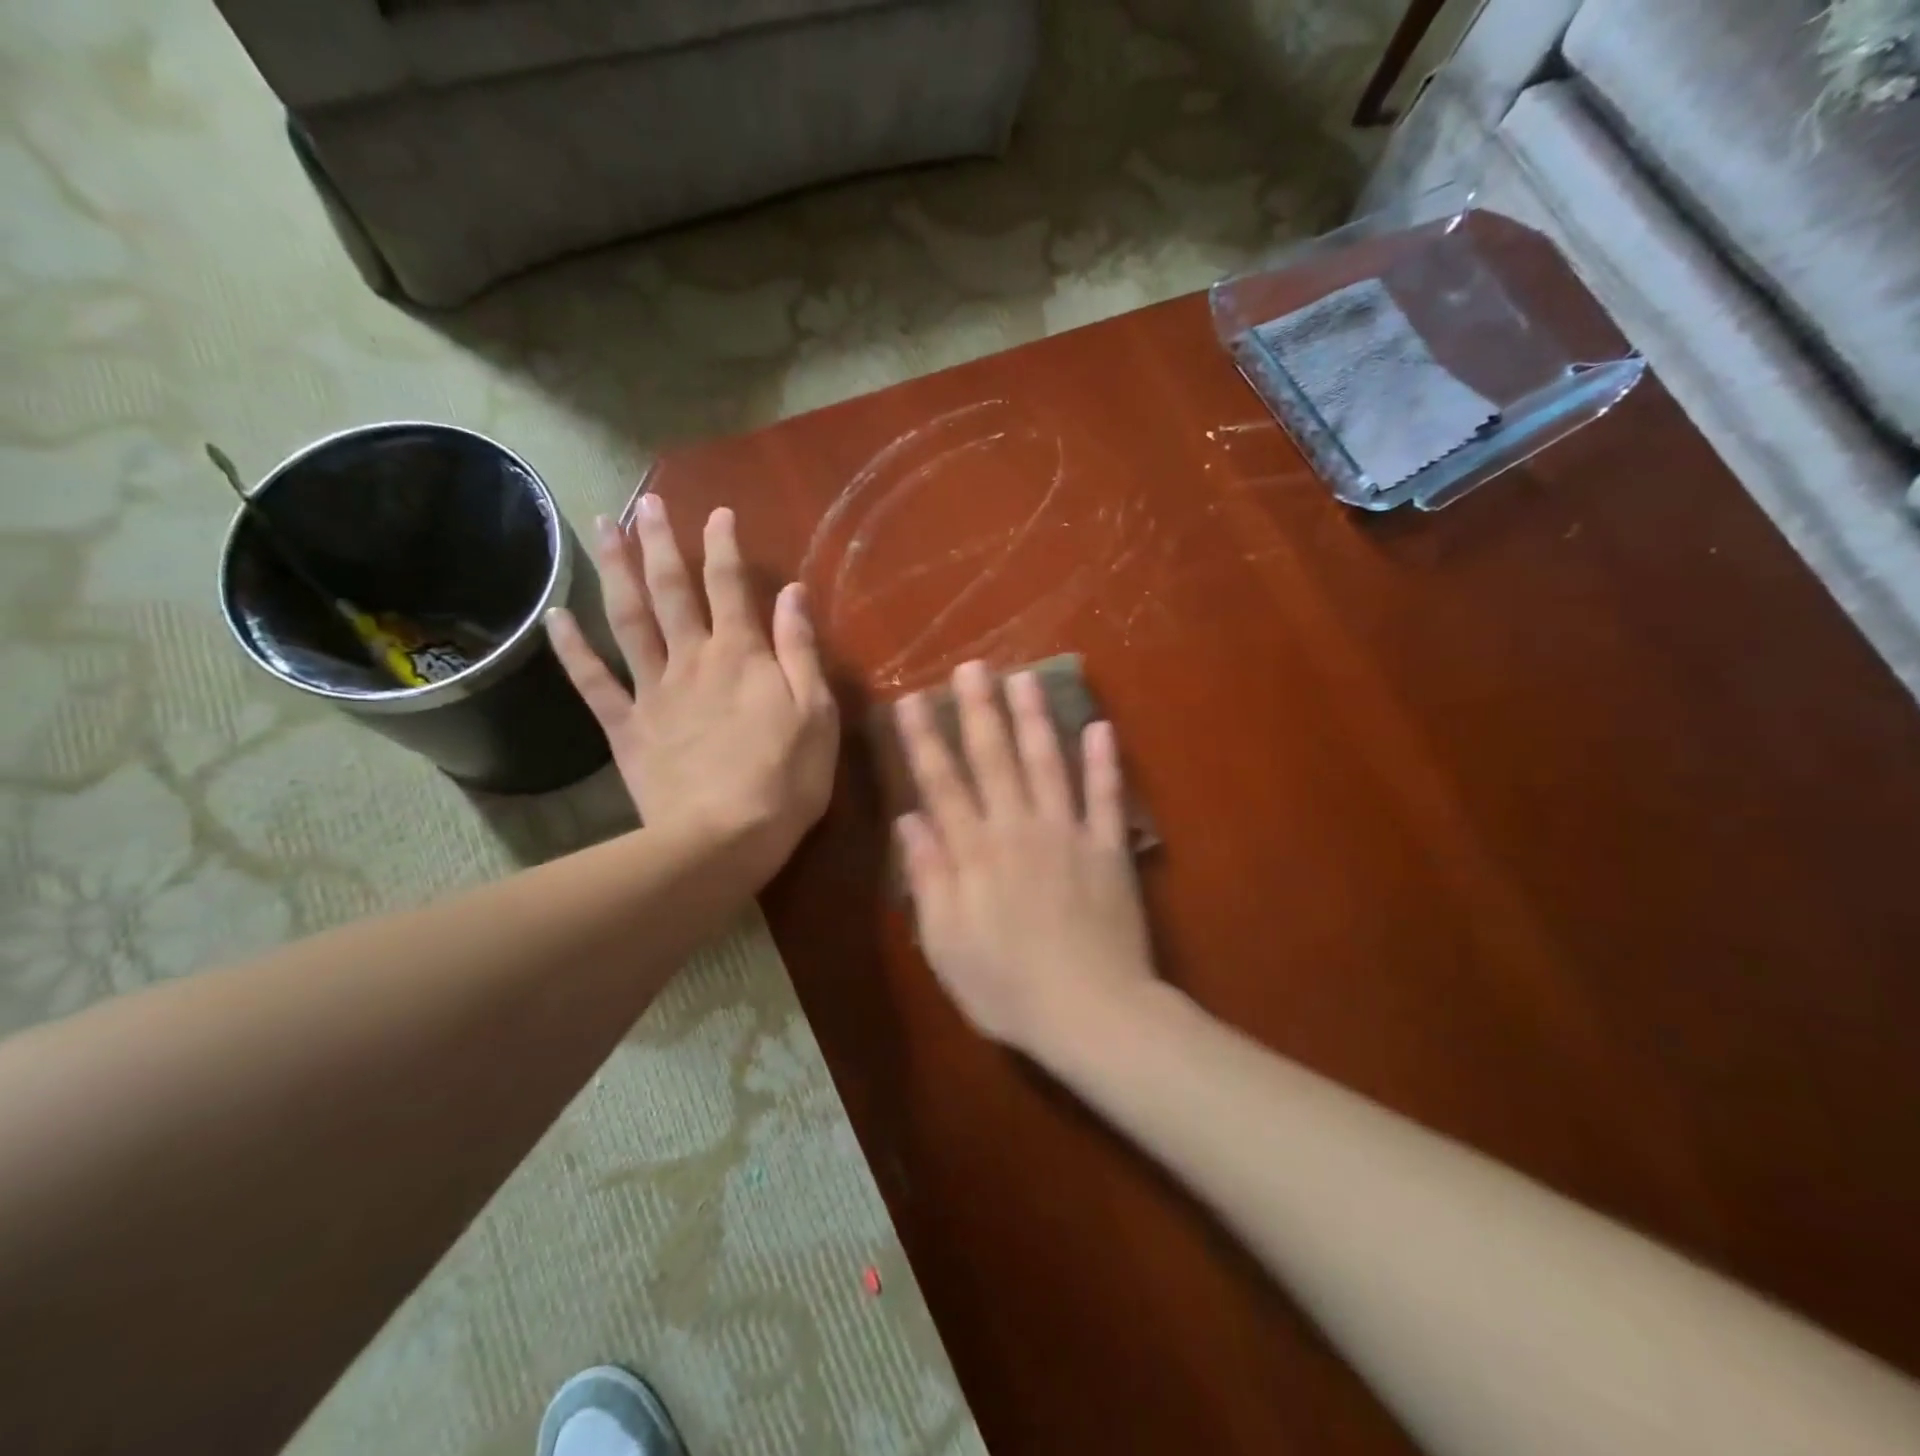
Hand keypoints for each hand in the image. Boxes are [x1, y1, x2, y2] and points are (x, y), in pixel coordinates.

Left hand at [546, 495, 838, 887]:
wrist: (723, 838)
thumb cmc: (785, 778)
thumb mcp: (816, 712)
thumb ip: (800, 650)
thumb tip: (792, 593)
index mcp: (741, 655)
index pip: (730, 586)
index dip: (723, 545)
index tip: (717, 512)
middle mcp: (692, 660)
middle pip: (671, 590)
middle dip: (660, 542)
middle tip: (644, 503)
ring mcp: (653, 692)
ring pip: (629, 620)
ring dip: (615, 571)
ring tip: (602, 528)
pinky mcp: (626, 727)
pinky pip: (593, 681)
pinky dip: (571, 648)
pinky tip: (553, 616)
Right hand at [894, 660, 1155, 1056]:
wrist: (1092, 1012)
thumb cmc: (1008, 987)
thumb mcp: (946, 943)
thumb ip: (928, 877)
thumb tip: (909, 820)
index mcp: (974, 852)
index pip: (941, 784)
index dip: (924, 740)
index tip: (911, 701)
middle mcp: (1017, 828)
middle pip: (994, 759)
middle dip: (979, 710)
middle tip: (971, 666)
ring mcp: (1067, 833)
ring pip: (1047, 763)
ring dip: (1035, 718)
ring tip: (1024, 677)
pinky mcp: (1108, 847)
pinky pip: (1105, 796)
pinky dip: (1104, 761)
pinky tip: (1100, 726)